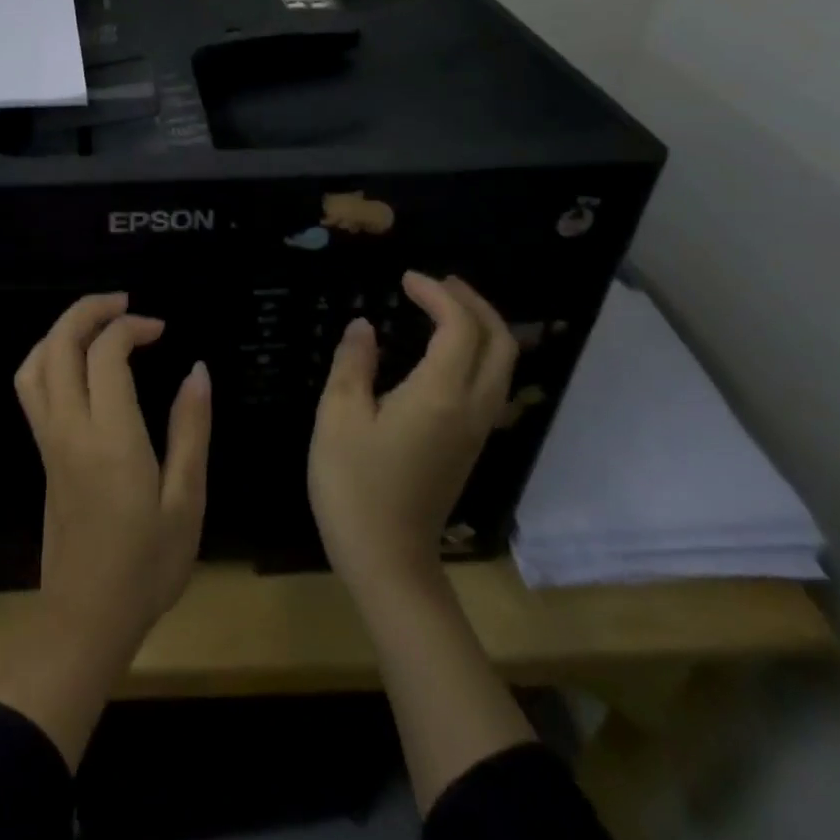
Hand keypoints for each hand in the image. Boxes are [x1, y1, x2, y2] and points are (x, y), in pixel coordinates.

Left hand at [0, 293, 210, 766]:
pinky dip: (48, 355)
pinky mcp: (43, 453)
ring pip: (35, 363)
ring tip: (98, 323)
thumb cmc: (147, 565)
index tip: (161, 329)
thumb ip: (191, 430)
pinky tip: (77, 362)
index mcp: (111, 437)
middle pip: (60, 345)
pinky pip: (31, 387)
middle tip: (124, 303)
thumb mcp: (186, 501)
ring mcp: (49, 440)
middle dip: (88, 311)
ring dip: (62, 330)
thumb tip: (197, 371)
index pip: (106, 353)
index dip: (131, 327)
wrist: (86, 619)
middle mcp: (70, 428)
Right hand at [308, 271, 516, 600]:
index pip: (459, 327)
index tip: (405, 279)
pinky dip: (476, 352)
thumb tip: (363, 326)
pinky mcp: (469, 445)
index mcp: (440, 395)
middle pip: (498, 342)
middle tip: (437, 284)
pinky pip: (489, 383)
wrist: (387, 560)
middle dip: (474, 303)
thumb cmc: (355, 485)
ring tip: (443, 307)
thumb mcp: (339, 417)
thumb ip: (353, 364)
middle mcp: (471, 407)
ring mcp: (476, 429)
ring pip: (501, 364)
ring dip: (480, 326)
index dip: (437, 294)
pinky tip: (442, 351)